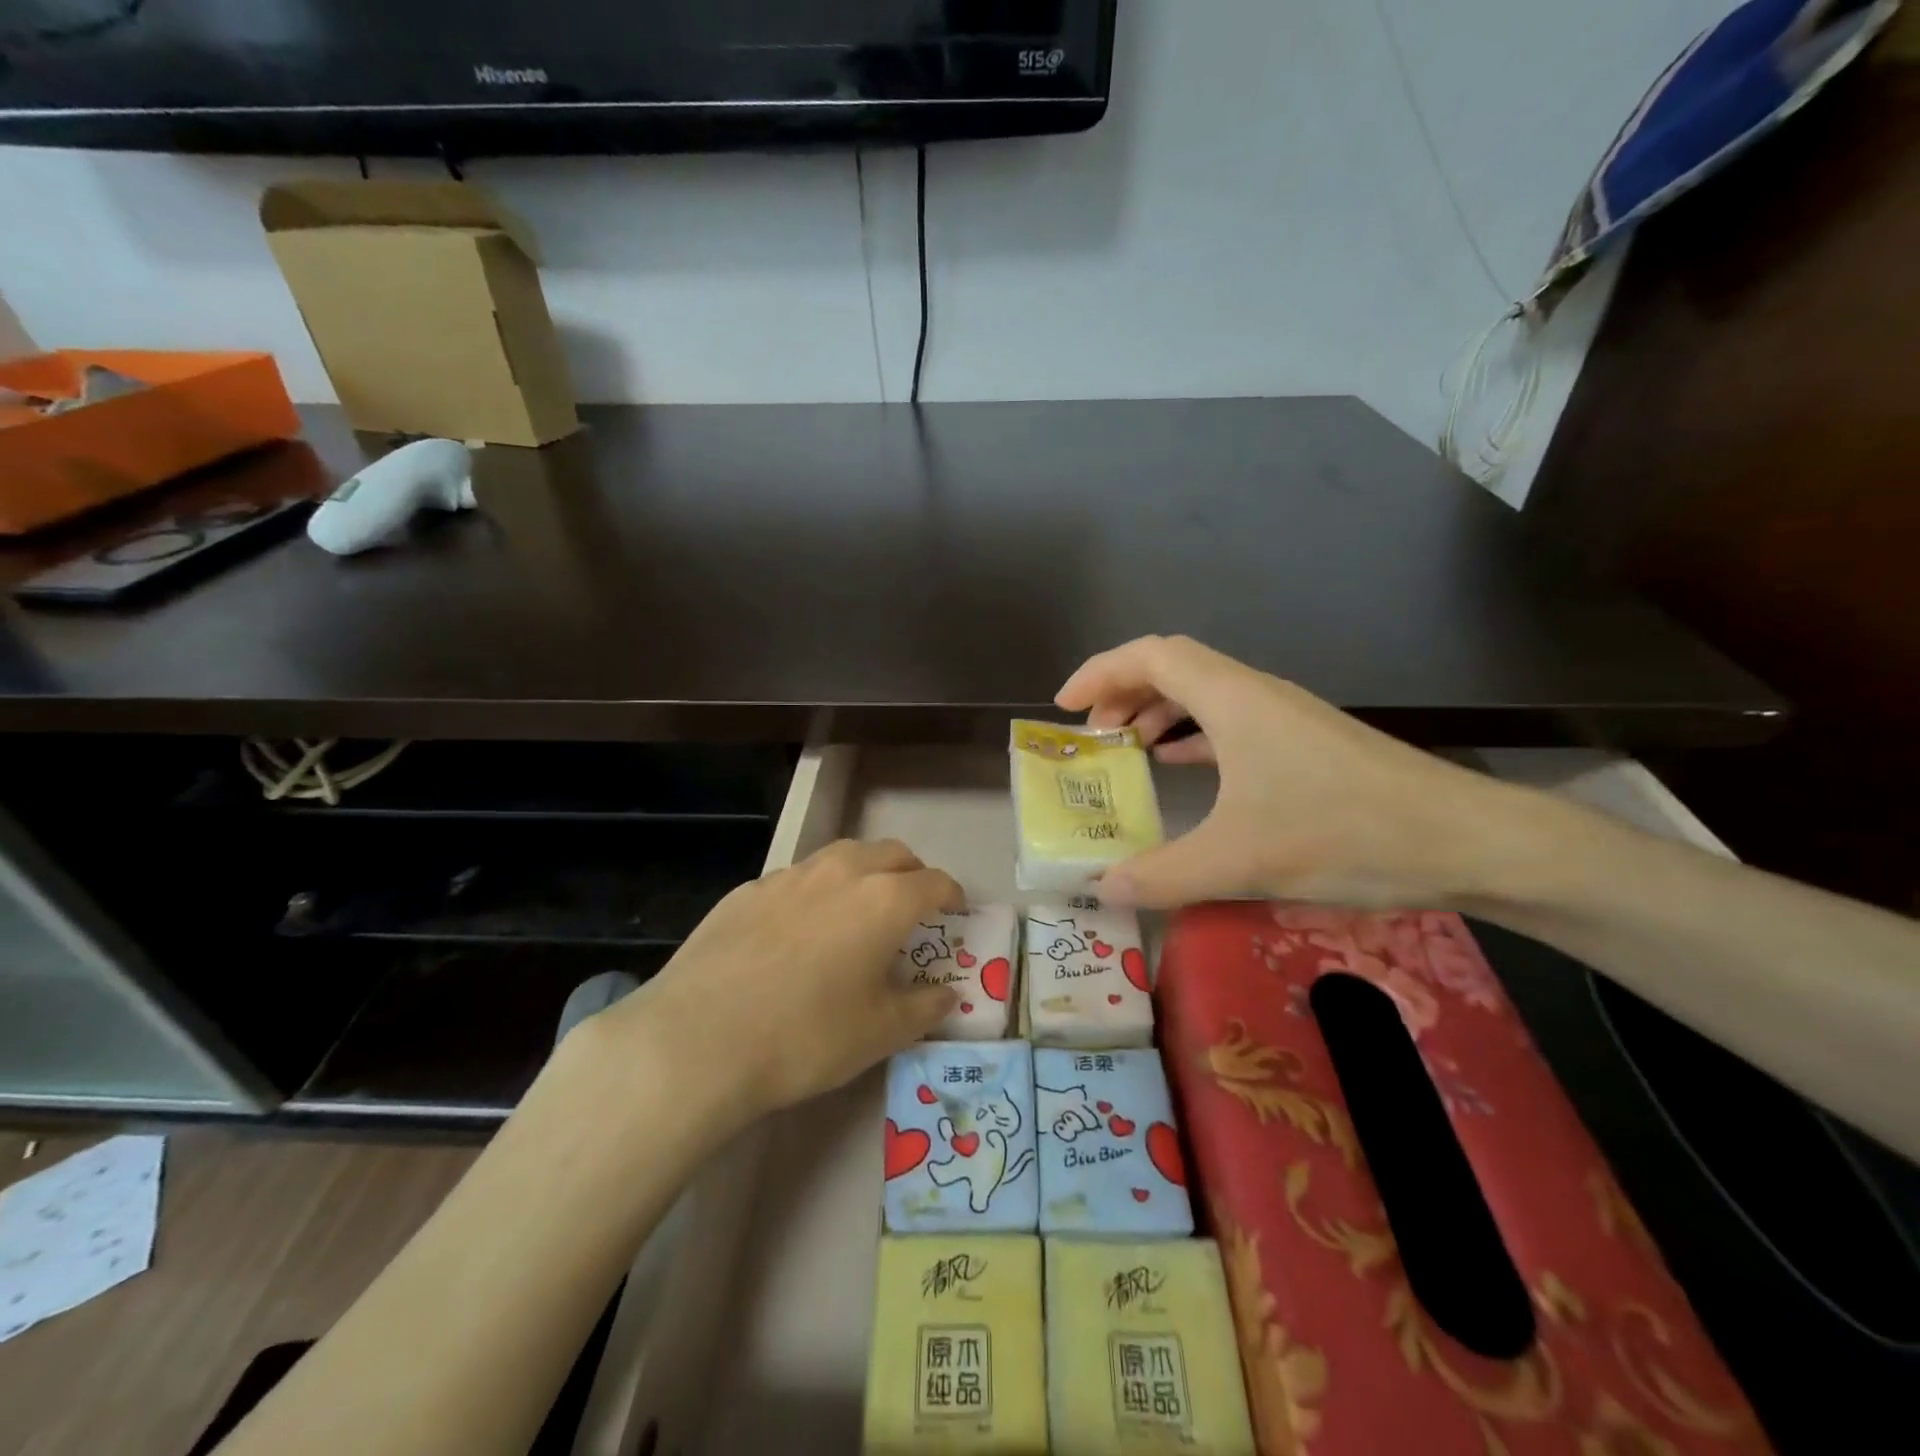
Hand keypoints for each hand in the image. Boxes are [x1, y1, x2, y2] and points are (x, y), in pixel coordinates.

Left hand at [572, 839, 962, 1128]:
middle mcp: (841, 873)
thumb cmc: (806, 1037)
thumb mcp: (879, 1034)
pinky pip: (797, 878)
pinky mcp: (747, 890)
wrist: (698, 1038)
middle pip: (891, 853)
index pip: (934, 882)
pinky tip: (798, 930)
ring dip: (863, 873)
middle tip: (912, 906)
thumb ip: (923, 1009)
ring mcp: (790, 876)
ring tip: (858, 909)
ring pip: (842, 856)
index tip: (955, 911)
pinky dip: (816, 892)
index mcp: (884, 900)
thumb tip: (946, 994)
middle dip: (911, 873)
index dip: (951, 895)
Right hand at [1055, 635, 1528, 909]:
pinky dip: (1193, 737)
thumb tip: (1101, 890)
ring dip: (1158, 712)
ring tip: (1127, 750)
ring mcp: (1284, 716)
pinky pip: (1230, 722)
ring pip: (1203, 694)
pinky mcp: (1304, 743)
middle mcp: (1255, 693)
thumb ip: (1161, 875)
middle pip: (1173, 667)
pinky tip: (1183, 767)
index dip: (1100, 672)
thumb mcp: (1239, 860)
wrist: (1463, 839)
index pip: (1150, 656)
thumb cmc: (1344, 832)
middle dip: (1122, 693)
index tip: (1065, 706)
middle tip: (1091, 735)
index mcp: (1232, 700)